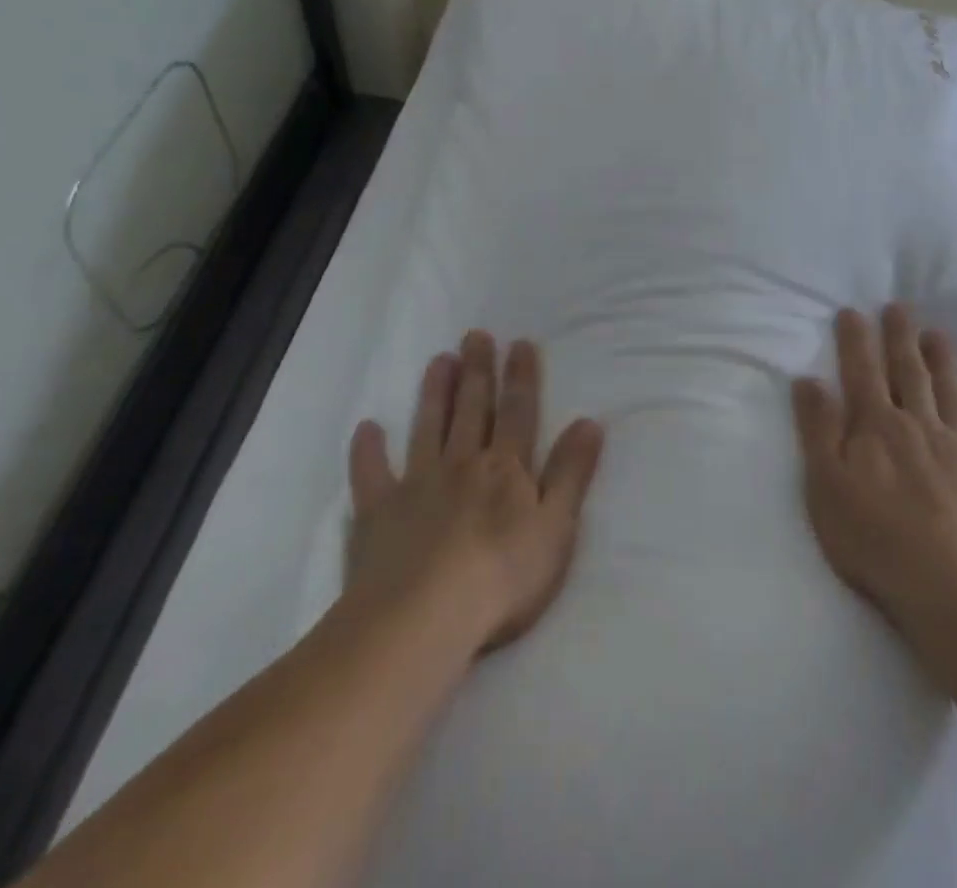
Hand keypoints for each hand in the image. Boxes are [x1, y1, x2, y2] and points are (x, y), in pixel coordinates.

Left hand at [346, 330, 603, 653]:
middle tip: (475, 335)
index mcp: (506, 470)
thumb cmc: (502, 577)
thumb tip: (589, 422)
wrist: (423, 620)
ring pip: (428, 428)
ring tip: (438, 360)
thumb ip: (571, 473)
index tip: (520, 343)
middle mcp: (462, 465)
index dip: (521, 377)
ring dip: (434, 394)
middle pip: (472, 409)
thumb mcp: (556, 528)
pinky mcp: (378, 514)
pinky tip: (366, 428)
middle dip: (477, 371)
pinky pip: (370, 475)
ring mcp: (417, 486)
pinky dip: (367, 451)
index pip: (518, 412)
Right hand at [791, 305, 956, 645]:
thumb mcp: (825, 485)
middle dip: (901, 337)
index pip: (862, 372)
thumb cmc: (873, 539)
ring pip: (950, 393)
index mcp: (877, 427)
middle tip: (900, 306)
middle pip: (908, 372)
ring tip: (939, 334)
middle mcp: (919, 425)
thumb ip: (817, 430)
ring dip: (944, 362)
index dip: (856, 340)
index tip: (853, 311)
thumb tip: (809, 380)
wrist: (950, 588)